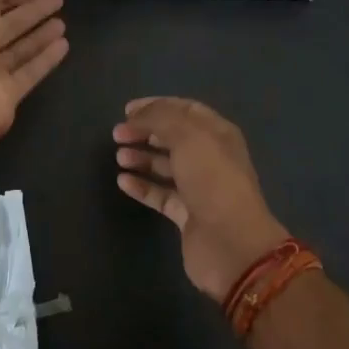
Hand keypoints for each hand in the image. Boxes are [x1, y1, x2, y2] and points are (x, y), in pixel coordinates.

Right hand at [114, 97, 289, 301]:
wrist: (231, 242)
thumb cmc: (212, 179)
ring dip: (142, 158)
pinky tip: (123, 181)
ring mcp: (199, 188)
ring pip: (165, 166)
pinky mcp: (187, 215)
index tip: (127, 110)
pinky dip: (142, 186)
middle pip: (173, 137)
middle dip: (145, 132)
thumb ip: (159, 118)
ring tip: (119, 157)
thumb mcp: (187, 136)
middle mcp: (210, 158)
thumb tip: (136, 115)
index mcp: (218, 134)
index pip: (185, 110)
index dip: (156, 106)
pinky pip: (160, 195)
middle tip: (117, 134)